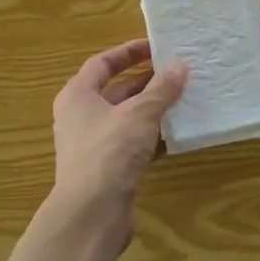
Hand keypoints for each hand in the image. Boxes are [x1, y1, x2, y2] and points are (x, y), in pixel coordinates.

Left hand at [49, 39, 188, 256]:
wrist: (92, 213)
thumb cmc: (110, 152)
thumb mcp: (139, 114)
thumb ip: (161, 89)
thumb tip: (180, 66)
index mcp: (78, 95)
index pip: (102, 63)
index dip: (128, 52)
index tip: (156, 47)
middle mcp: (80, 117)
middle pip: (114, 90)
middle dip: (145, 81)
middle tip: (176, 72)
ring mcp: (93, 144)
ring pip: (125, 118)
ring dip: (151, 108)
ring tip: (181, 98)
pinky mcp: (107, 168)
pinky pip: (131, 142)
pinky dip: (150, 135)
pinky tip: (174, 133)